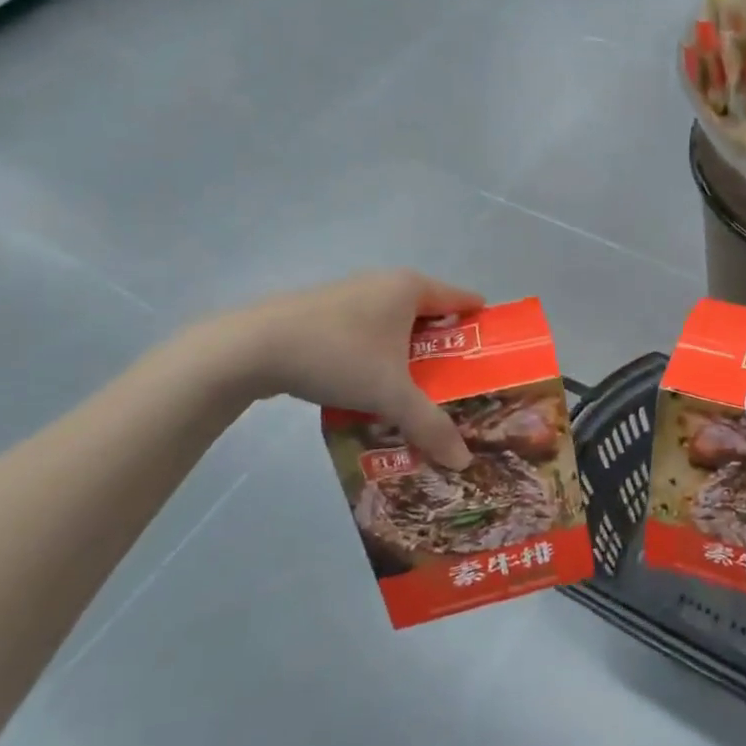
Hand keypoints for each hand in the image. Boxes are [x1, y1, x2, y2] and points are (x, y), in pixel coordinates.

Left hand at [201, 270, 483, 467]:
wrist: (250, 349)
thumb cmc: (337, 355)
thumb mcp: (390, 394)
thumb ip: (429, 425)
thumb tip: (462, 462)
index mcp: (410, 288)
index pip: (463, 300)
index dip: (482, 328)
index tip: (494, 359)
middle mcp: (384, 283)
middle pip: (431, 317)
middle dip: (446, 352)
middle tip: (461, 389)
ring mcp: (351, 296)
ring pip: (396, 328)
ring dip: (409, 359)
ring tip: (420, 396)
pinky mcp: (323, 314)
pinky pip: (368, 335)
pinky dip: (379, 359)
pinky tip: (373, 390)